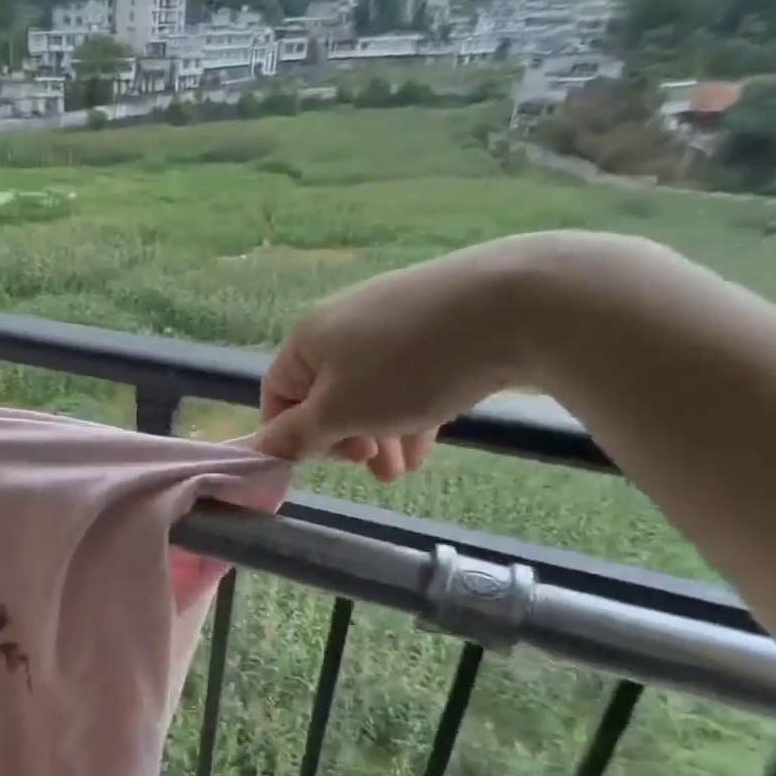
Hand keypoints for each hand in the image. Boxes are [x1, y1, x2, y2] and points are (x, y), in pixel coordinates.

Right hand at [258, 235, 547, 474]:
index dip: (292, 436)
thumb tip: (257, 450)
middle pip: (326, 394)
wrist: (518, 304)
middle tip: (371, 469)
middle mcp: (341, 322)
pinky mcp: (435, 318)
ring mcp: (391, 316)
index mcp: (308, 339)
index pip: (277, 395)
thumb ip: (296, 435)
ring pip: (370, 388)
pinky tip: (429, 439)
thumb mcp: (343, 412)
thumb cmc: (409, 366)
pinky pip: (407, 373)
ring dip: (380, 434)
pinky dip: (410, 409)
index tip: (325, 465)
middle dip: (345, 440)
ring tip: (404, 470)